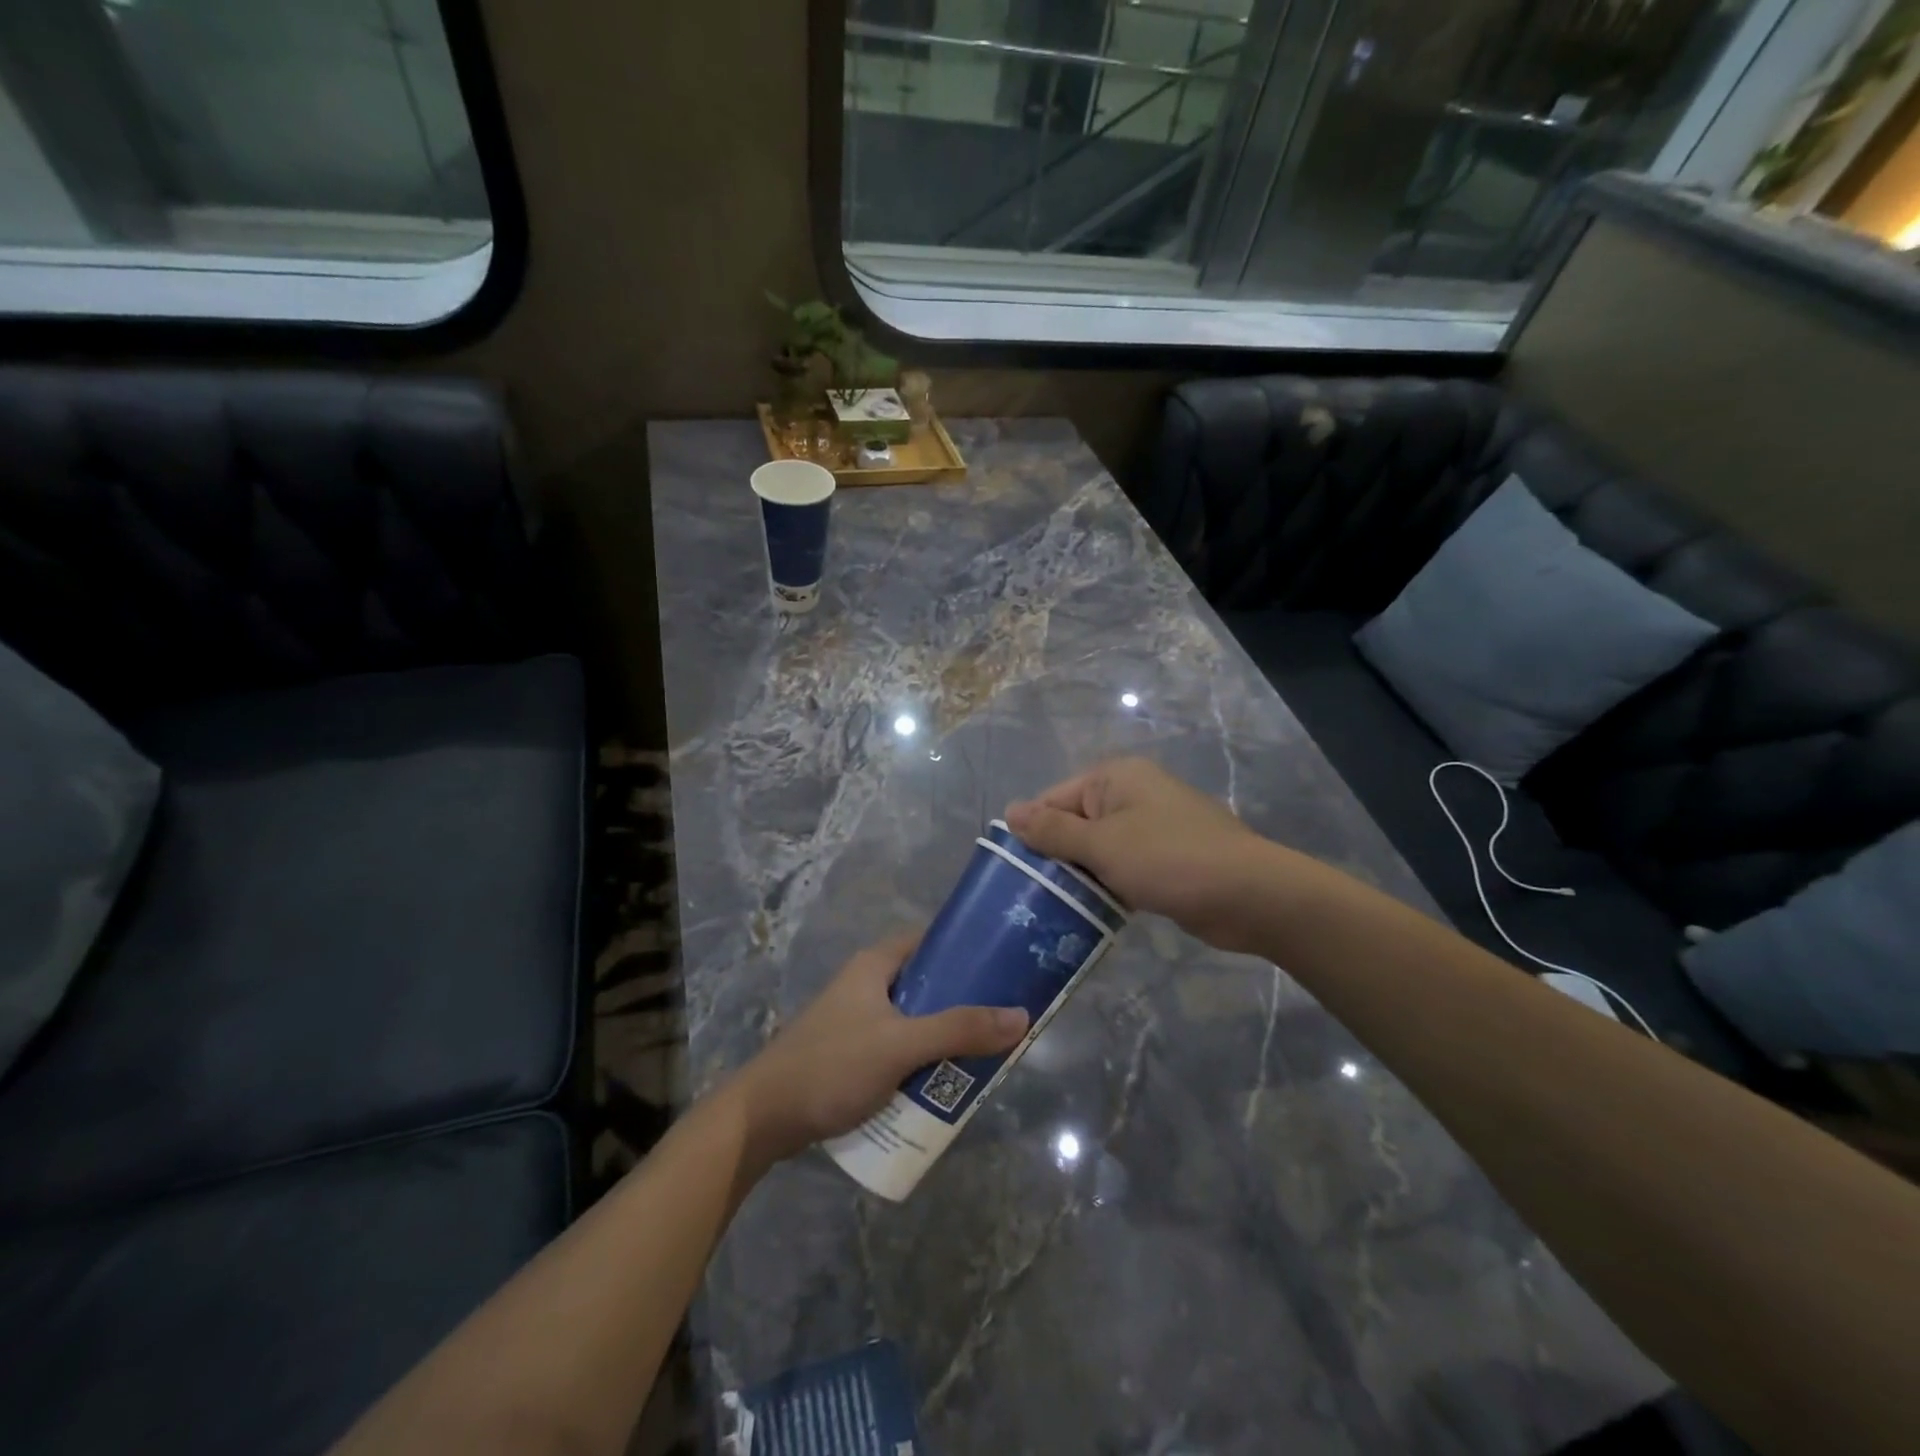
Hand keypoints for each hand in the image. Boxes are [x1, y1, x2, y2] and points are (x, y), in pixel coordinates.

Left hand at [731, 932, 1028, 1163]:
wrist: (764, 1119)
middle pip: (929, 983)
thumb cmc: (831, 1065)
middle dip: (965, 1001)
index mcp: (876, 965)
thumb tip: (1020, 1016)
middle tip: (1005, 1018)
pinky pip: (903, 1049)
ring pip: (918, 1020)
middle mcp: (869, 985)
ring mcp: (861, 1021)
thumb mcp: (899, 1045)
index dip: (967, 947)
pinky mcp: (856, 1055)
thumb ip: (958, 1030)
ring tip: (986, 1053)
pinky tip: (948, 1082)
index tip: (1006, 963)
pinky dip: (925, 1060)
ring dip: (947, 1036)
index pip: (931, 939)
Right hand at [1006, 757, 1287, 952]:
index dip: (1032, 833)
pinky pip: (1122, 867)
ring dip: (1081, 876)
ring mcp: (1151, 826)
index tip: (1013, 874)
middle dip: (1056, 857)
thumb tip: (1010, 811)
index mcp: (1114, 778)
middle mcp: (1131, 794)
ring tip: (1052, 910)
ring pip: (1098, 849)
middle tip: (1029, 898)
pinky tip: (1091, 913)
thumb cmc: (1169, 860)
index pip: (1053, 799)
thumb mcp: (1102, 844)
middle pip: (1075, 823)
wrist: (1250, 895)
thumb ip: (1053, 830)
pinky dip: (1107, 885)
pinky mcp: (1165, 858)